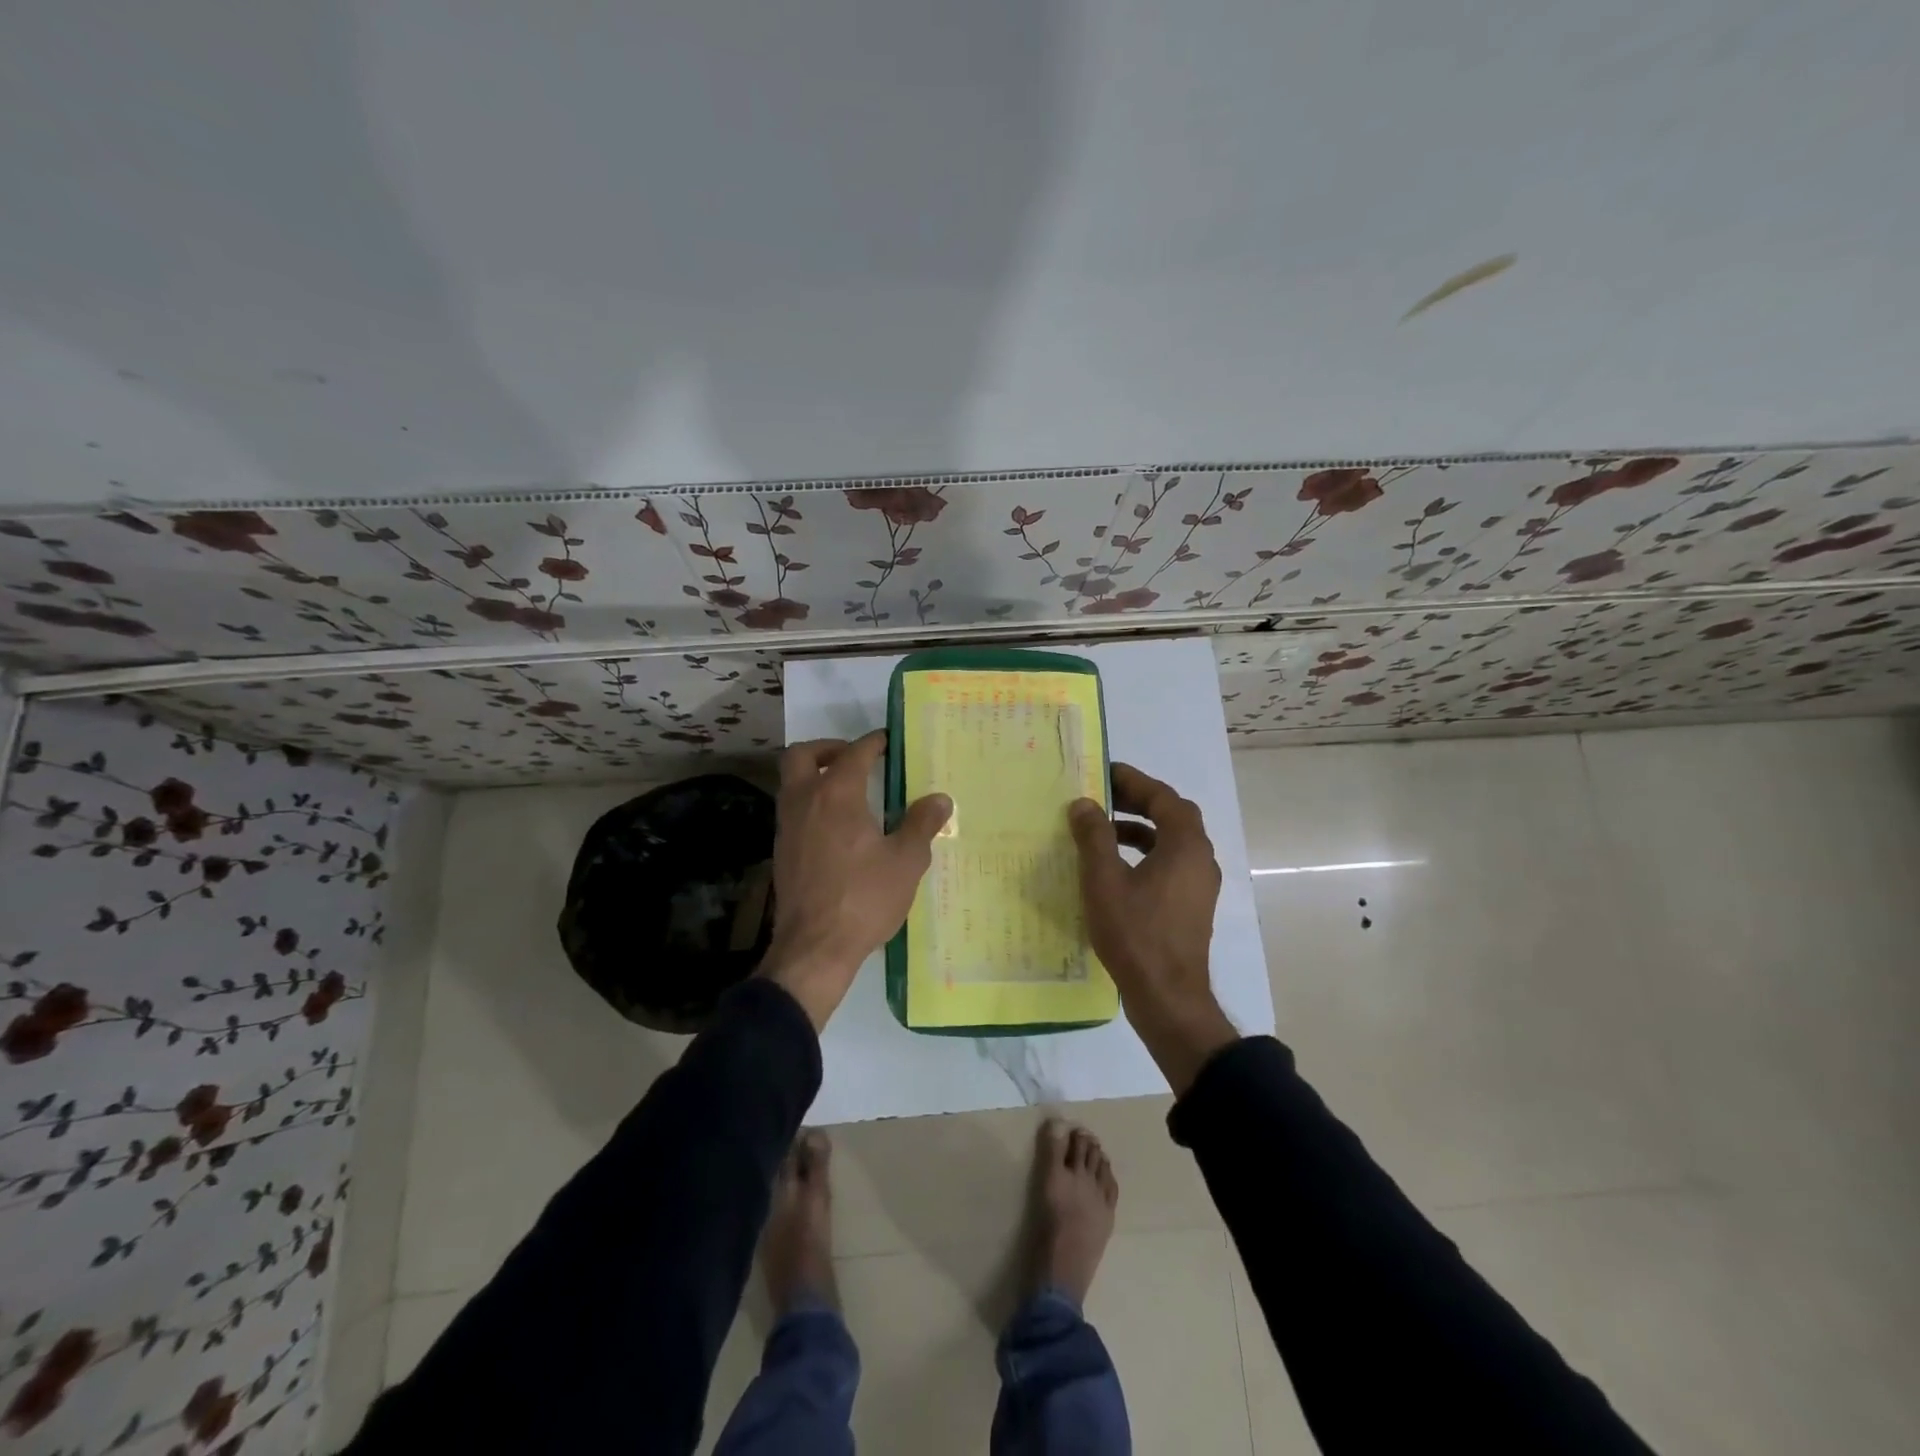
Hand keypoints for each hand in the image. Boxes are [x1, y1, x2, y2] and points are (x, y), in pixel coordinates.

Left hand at [760, 731, 950, 1030]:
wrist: (814, 948)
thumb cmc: (864, 898)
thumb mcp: (906, 861)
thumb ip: (922, 824)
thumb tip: (940, 799)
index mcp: (837, 795)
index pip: (854, 753)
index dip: (873, 743)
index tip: (889, 741)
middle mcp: (805, 801)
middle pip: (801, 755)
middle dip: (828, 748)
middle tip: (855, 759)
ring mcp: (787, 826)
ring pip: (792, 782)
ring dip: (816, 775)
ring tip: (849, 792)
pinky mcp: (781, 851)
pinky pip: (793, 810)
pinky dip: (811, 803)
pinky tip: (837, 827)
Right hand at [1069, 763, 1237, 1093]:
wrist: (1168, 997)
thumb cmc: (1136, 933)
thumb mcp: (1104, 880)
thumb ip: (1094, 837)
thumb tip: (1084, 804)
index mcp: (1186, 846)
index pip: (1163, 797)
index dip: (1134, 781)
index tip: (1104, 772)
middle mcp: (1201, 859)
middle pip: (1172, 816)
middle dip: (1138, 801)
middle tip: (1102, 796)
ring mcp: (1199, 885)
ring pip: (1172, 842)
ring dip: (1140, 829)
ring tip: (1103, 830)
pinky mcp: (1191, 906)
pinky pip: (1170, 865)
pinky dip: (1145, 854)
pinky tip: (1115, 869)